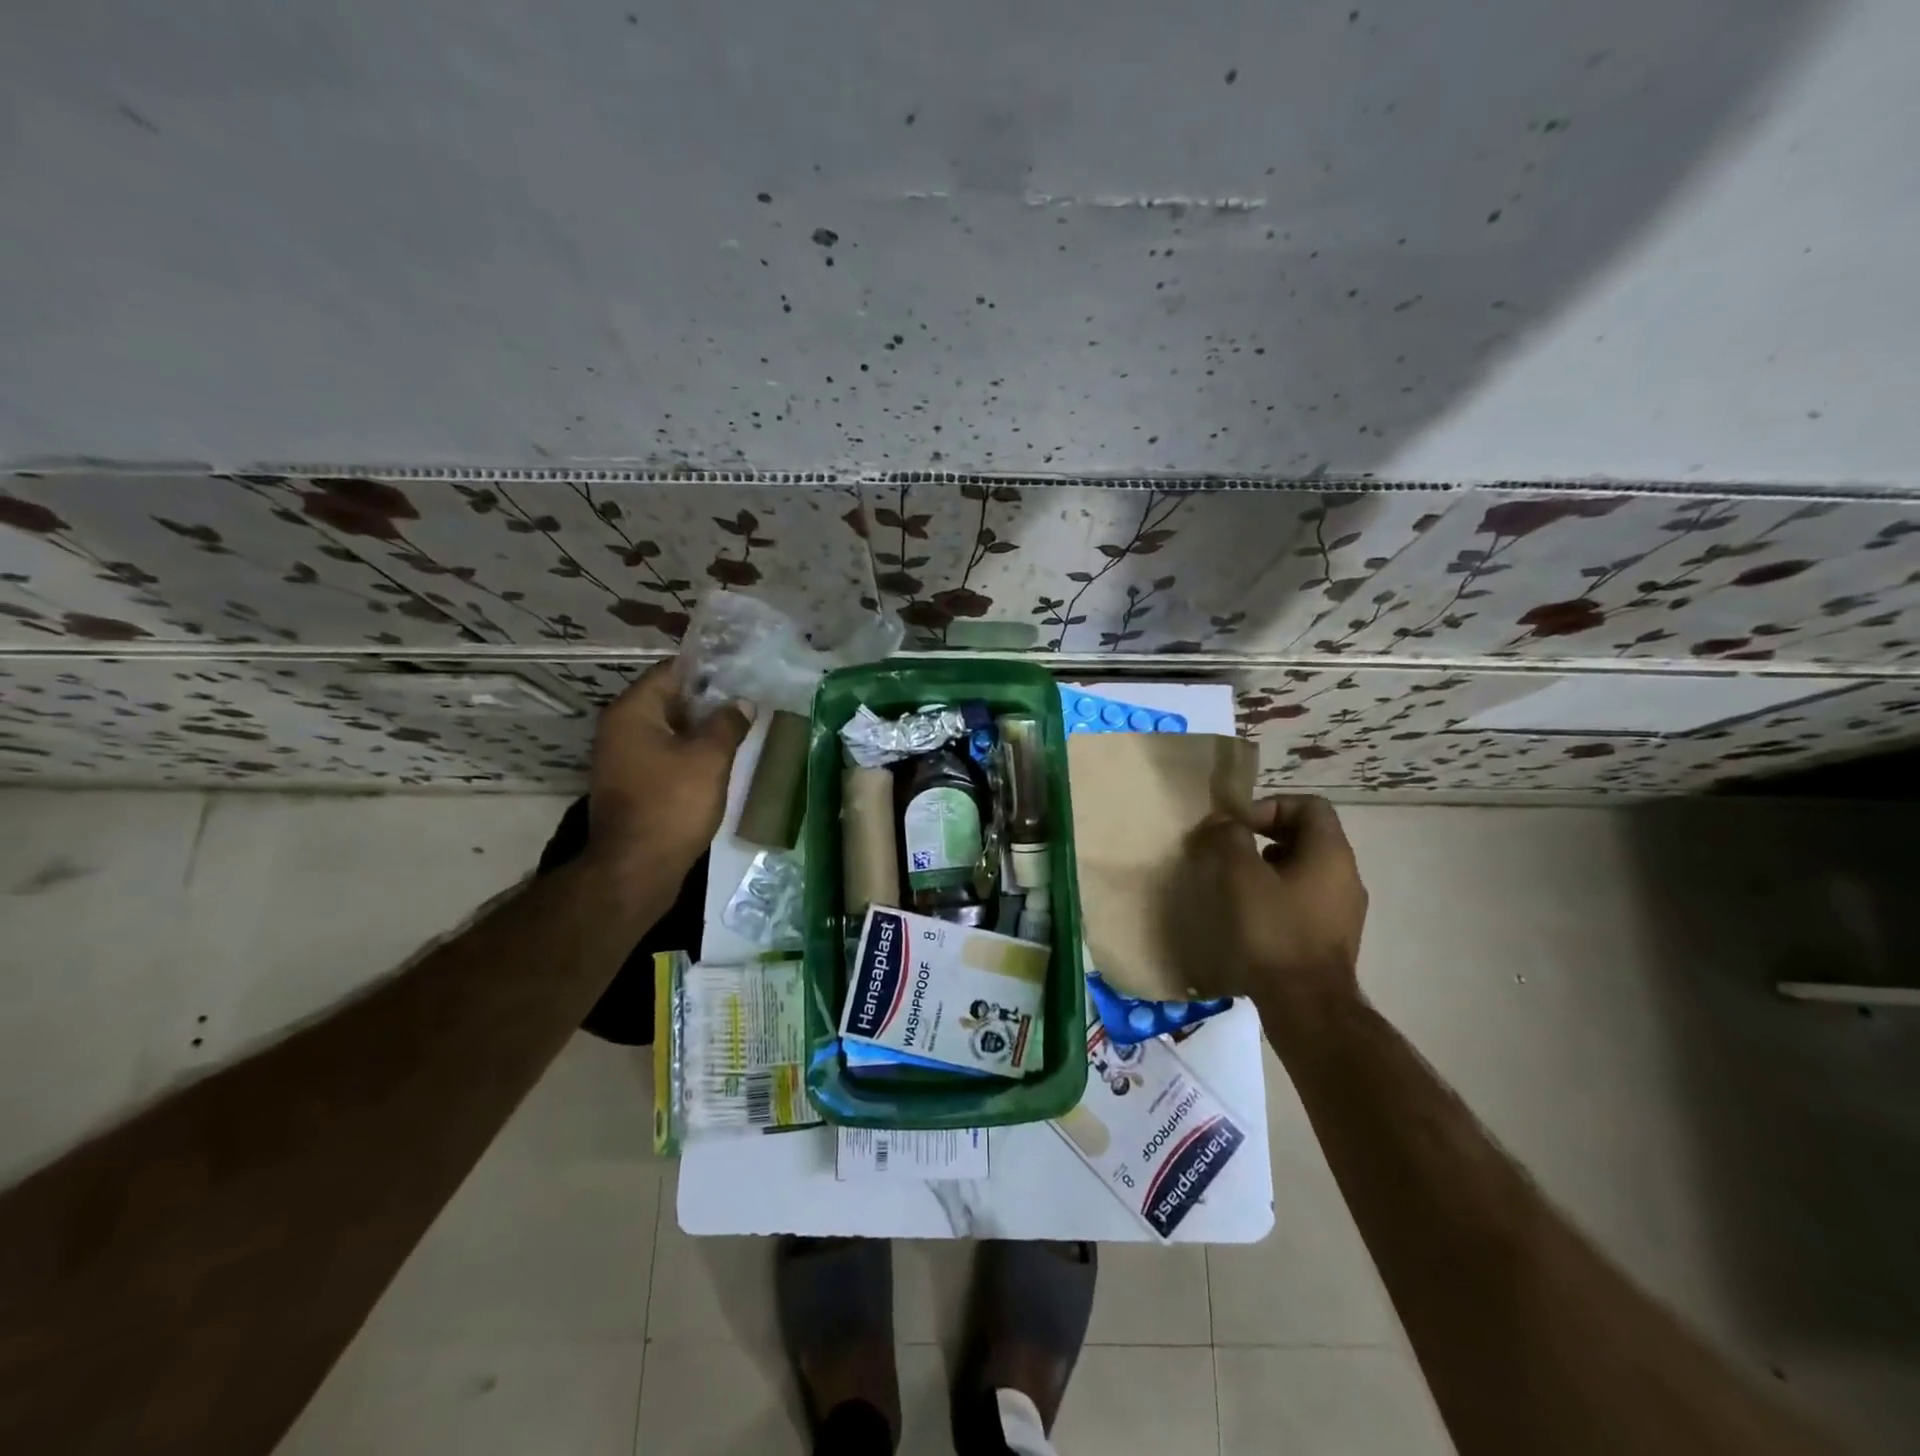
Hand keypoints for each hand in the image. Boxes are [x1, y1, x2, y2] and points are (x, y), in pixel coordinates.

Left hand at [587, 661, 751, 876]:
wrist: (636, 868)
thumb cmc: (672, 803)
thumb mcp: (709, 758)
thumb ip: (728, 723)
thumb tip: (741, 703)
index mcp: (633, 711)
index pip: (671, 670)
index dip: (708, 668)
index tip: (741, 670)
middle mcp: (620, 727)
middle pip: (669, 699)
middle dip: (709, 699)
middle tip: (748, 698)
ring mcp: (623, 757)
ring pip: (670, 728)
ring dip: (702, 727)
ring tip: (741, 725)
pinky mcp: (632, 783)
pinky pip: (665, 753)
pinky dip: (690, 750)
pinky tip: (720, 758)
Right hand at [1189, 794, 1367, 1008]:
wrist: (1306, 1006)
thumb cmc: (1274, 932)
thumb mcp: (1241, 877)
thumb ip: (1229, 838)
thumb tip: (1222, 822)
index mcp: (1331, 853)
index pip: (1309, 805)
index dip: (1270, 806)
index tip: (1238, 826)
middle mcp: (1346, 875)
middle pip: (1307, 835)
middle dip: (1265, 835)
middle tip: (1230, 850)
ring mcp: (1343, 908)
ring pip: (1304, 868)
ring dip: (1269, 866)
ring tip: (1235, 883)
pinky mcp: (1332, 936)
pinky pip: (1305, 897)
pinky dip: (1278, 893)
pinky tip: (1251, 913)